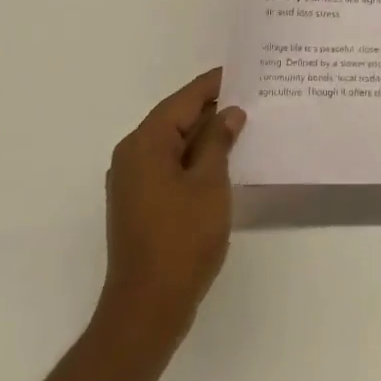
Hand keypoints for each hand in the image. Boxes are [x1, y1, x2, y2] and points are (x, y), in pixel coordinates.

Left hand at [99, 67, 244, 344]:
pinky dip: (193, 158)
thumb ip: (218, 142)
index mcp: (144, 144)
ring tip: (242, 124)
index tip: (241, 71)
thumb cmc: (181, 240)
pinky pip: (169, 166)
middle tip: (249, 97)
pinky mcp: (139, 204)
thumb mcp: (209, 184)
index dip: (212, 85)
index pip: (182, 100)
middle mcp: (131, 156)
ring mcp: (132, 182)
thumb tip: (228, 113)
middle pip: (175, 119)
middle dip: (210, 109)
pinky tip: (221, 161)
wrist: (146, 309)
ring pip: (173, 144)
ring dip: (204, 135)